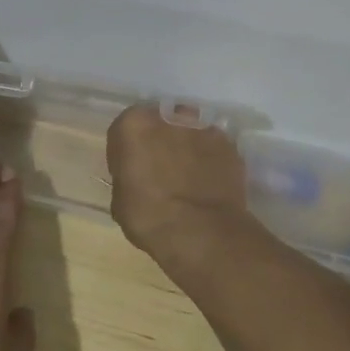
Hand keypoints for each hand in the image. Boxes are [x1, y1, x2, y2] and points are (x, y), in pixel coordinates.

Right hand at [106, 105, 252, 259]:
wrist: (202, 233)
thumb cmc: (149, 217)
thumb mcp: (120, 200)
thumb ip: (127, 177)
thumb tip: (138, 179)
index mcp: (134, 125)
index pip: (124, 130)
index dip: (126, 152)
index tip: (130, 171)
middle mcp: (168, 117)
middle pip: (160, 124)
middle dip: (159, 142)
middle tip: (159, 171)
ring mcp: (203, 129)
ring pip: (189, 133)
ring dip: (186, 148)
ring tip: (187, 179)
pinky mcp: (229, 146)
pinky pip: (212, 149)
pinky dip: (209, 161)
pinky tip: (208, 184)